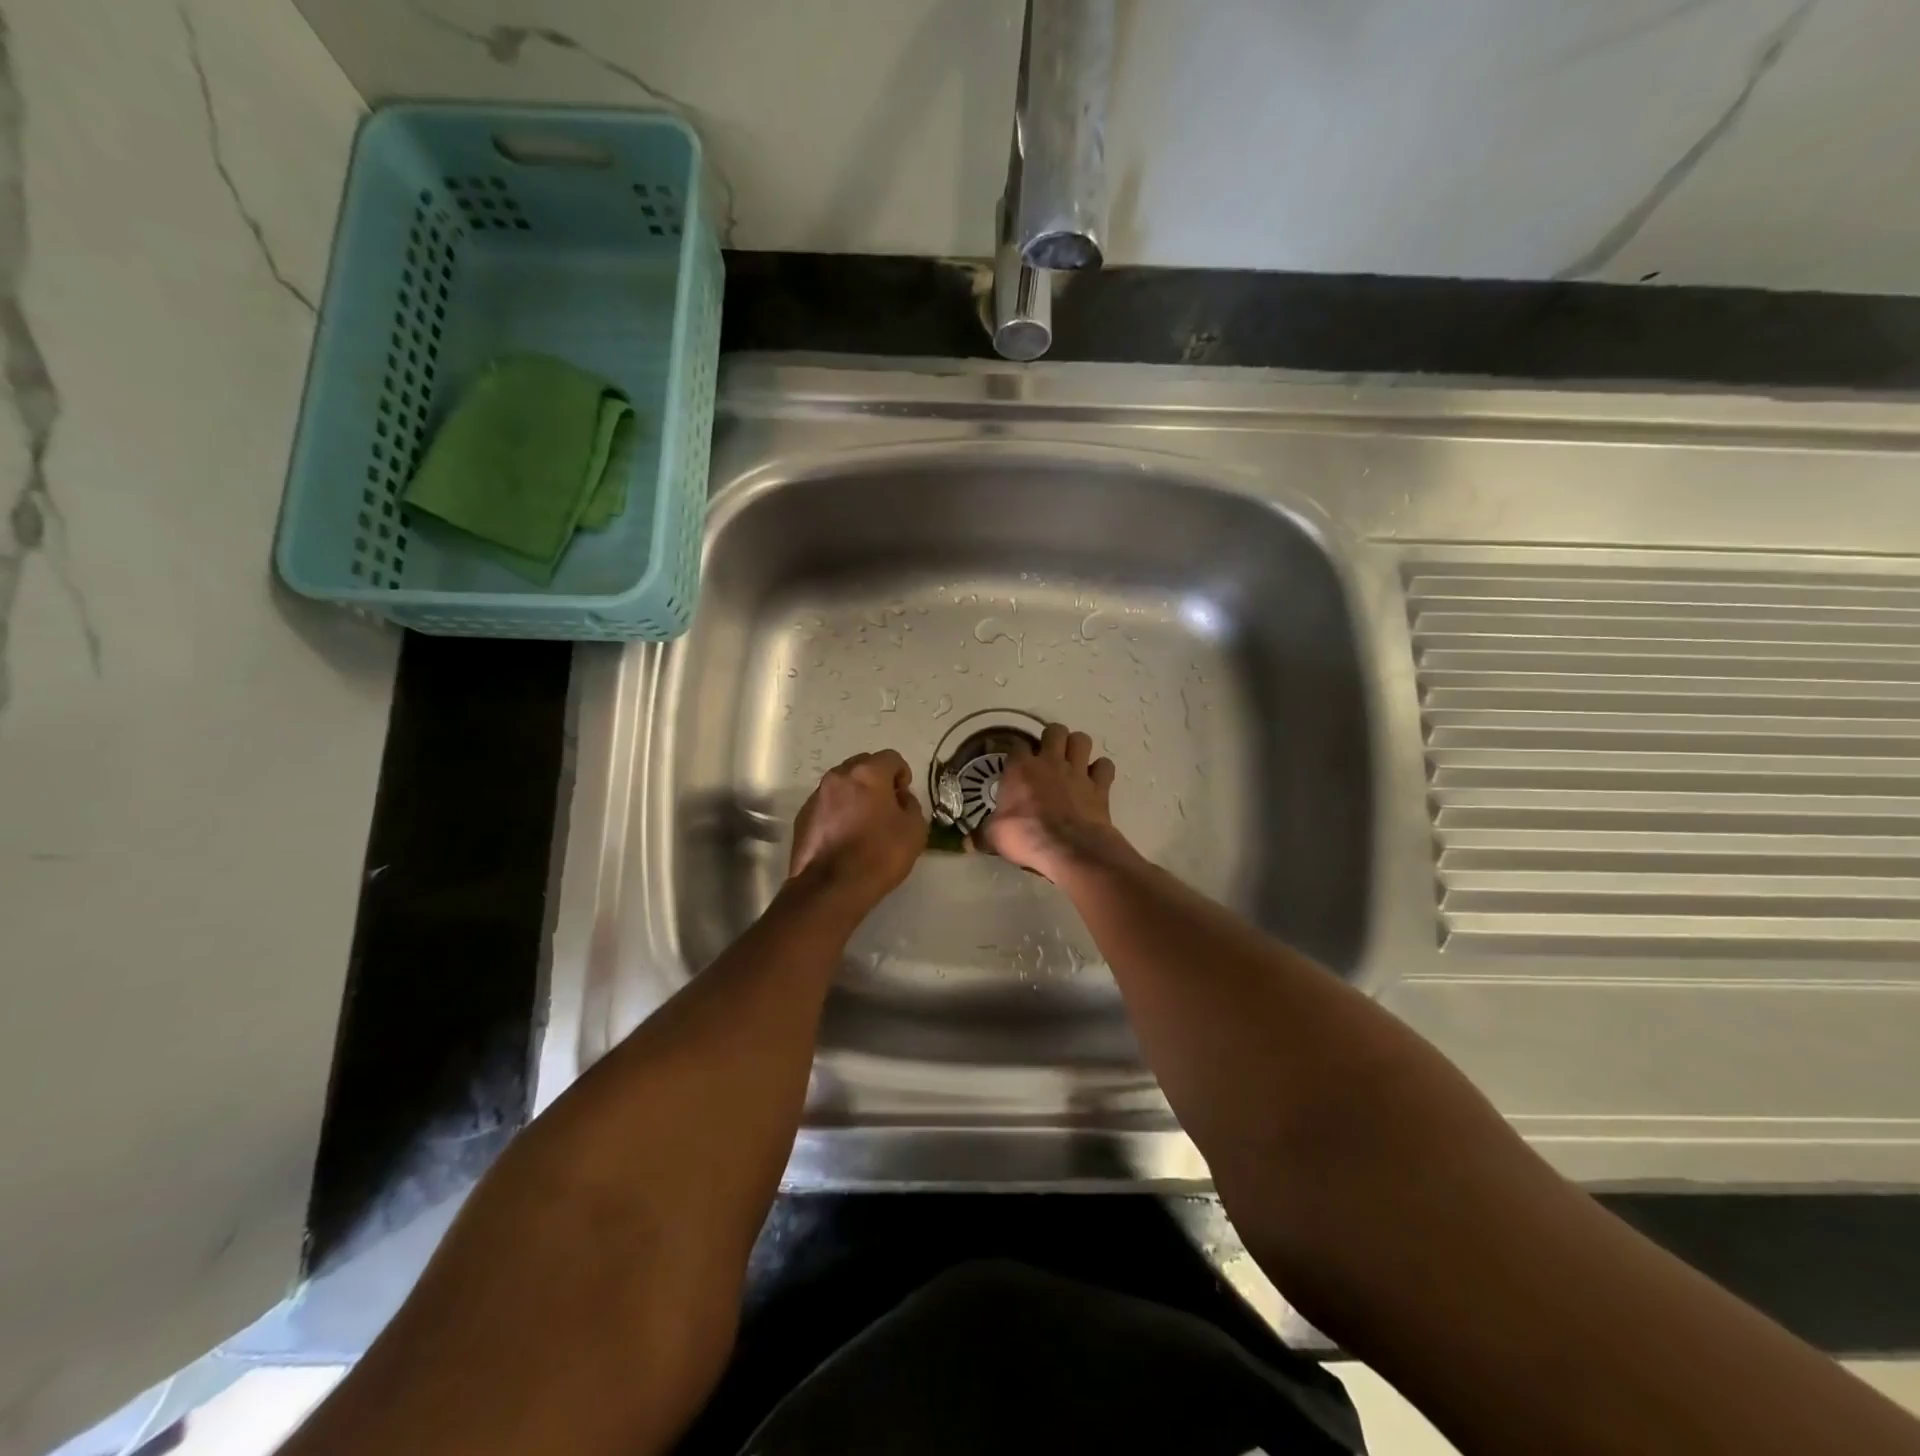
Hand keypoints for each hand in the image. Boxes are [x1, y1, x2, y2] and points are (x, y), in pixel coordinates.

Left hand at [789, 750, 925, 910]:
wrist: (831, 888)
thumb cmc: (879, 854)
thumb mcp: (915, 830)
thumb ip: (911, 805)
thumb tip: (900, 798)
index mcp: (868, 773)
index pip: (891, 758)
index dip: (902, 774)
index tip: (904, 795)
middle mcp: (839, 776)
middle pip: (862, 766)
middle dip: (876, 780)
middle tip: (885, 806)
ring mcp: (816, 796)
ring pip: (841, 784)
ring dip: (854, 795)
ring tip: (863, 823)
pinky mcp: (802, 817)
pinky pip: (826, 804)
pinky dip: (837, 812)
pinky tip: (843, 837)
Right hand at [980, 723, 1130, 880]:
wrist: (1069, 848)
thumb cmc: (1026, 836)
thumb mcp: (995, 837)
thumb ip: (981, 836)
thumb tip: (965, 843)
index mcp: (1021, 768)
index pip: (1017, 744)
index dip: (1016, 750)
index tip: (1015, 761)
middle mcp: (1050, 762)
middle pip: (1054, 730)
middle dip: (1052, 738)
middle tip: (1048, 755)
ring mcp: (1077, 771)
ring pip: (1082, 740)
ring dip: (1077, 746)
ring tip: (1072, 759)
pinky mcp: (1099, 786)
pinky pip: (1105, 766)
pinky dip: (1101, 770)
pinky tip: (1095, 779)